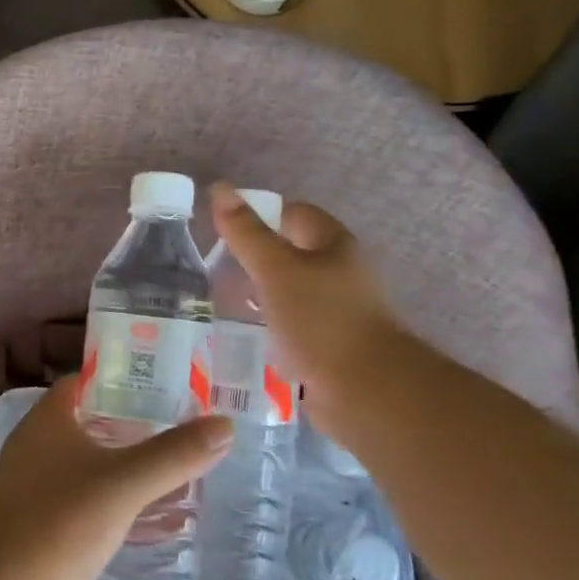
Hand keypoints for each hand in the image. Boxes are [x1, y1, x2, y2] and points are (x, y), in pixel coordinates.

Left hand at [0, 376, 231, 579]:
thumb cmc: (57, 526)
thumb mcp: (122, 485)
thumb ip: (174, 455)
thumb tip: (226, 425)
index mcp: (46, 420)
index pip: (87, 380)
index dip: (125, 376)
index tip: (171, 381)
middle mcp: (37, 446)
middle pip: (93, 421)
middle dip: (137, 424)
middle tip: (188, 425)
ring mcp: (36, 488)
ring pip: (92, 465)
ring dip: (131, 467)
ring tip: (184, 469)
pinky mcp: (42, 527)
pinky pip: (89, 503)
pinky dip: (121, 504)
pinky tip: (158, 520)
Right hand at [208, 182, 402, 440]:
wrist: (365, 391)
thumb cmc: (321, 320)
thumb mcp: (276, 270)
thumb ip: (246, 233)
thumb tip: (219, 187)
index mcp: (334, 246)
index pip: (294, 215)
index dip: (260, 216)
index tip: (223, 232)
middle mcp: (340, 274)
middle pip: (291, 255)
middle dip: (253, 261)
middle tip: (213, 269)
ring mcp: (335, 313)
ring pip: (288, 294)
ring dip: (258, 297)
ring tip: (218, 303)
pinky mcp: (327, 347)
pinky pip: (290, 328)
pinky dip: (267, 329)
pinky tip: (240, 337)